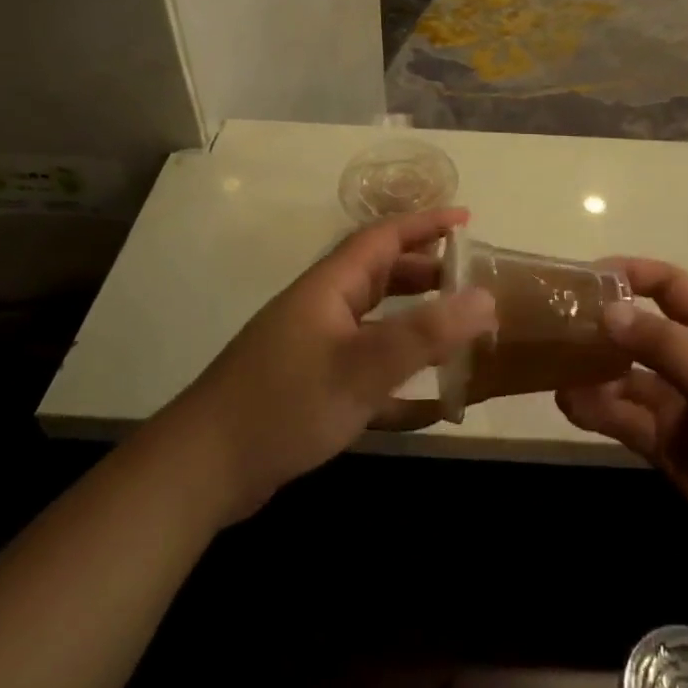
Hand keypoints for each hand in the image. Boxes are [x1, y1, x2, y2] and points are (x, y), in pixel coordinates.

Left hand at [175, 209, 494, 521]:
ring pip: (374, 321)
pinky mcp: (309, 386)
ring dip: (414, 321)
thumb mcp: (362, 367)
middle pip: (380, 275)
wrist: (202, 469)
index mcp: (330, 287)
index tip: (466, 218)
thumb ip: (426, 333)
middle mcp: (322, 308)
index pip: (383, 238)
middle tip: (468, 280)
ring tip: (455, 330)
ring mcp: (313, 348)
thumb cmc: (285, 404)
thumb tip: (486, 297)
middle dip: (425, 272)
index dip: (425, 224)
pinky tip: (427, 404)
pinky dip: (397, 376)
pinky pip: (365, 367)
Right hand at [556, 259, 687, 574]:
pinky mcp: (667, 447)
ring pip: (623, 376)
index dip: (632, 273)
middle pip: (639, 330)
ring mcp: (679, 405)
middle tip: (552, 322)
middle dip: (601, 323)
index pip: (670, 285)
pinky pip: (622, 418)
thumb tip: (607, 310)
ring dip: (591, 369)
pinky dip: (595, 409)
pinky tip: (569, 403)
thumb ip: (664, 344)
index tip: (586, 276)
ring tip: (553, 365)